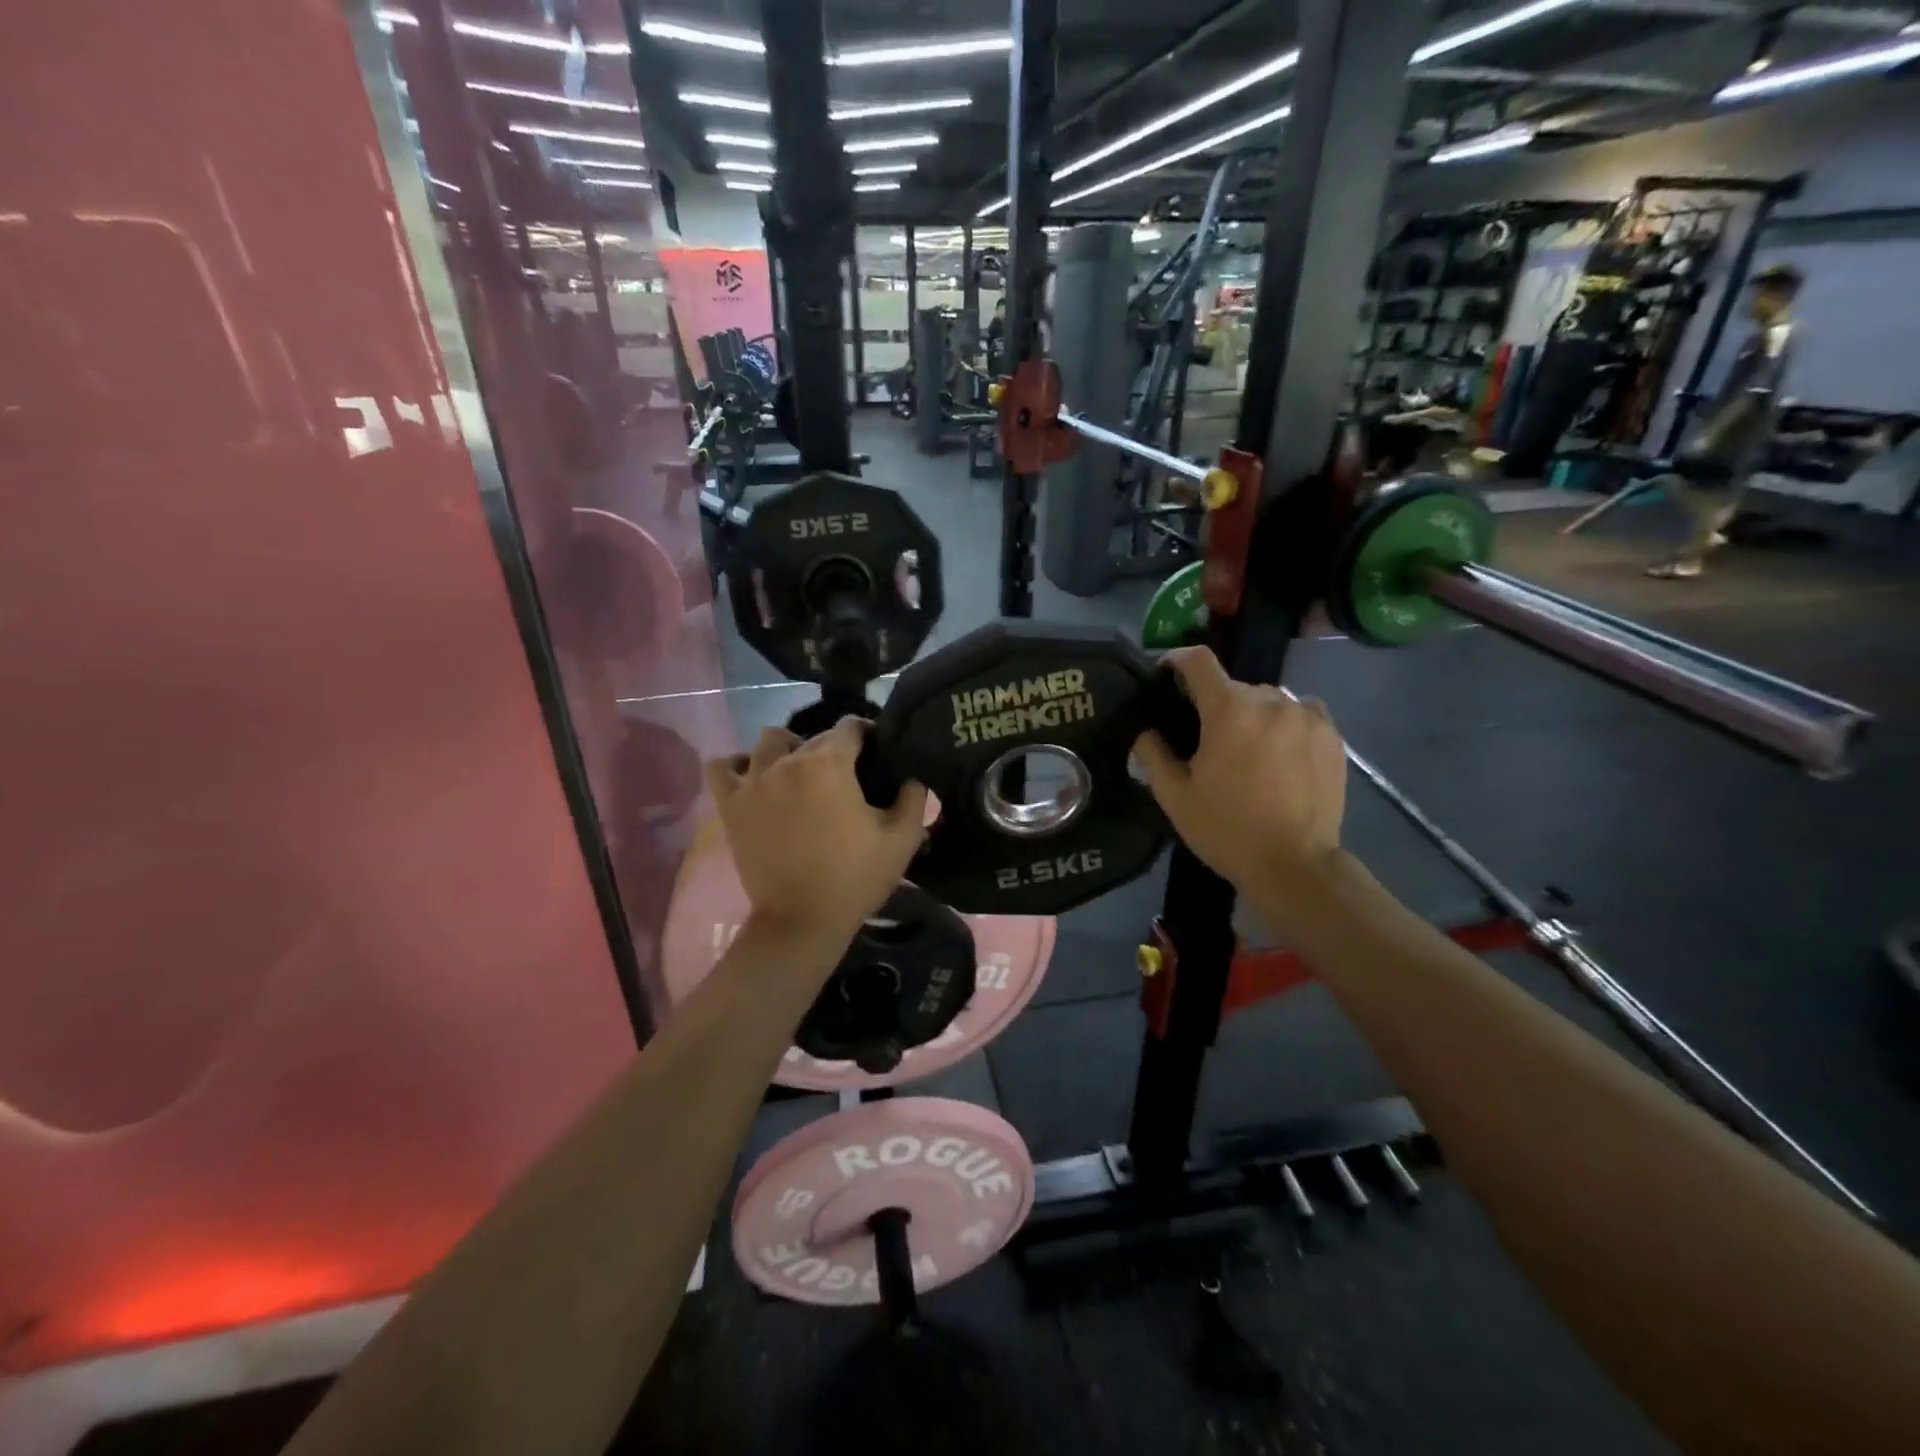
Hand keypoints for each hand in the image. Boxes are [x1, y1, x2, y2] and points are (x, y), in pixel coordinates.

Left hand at [705, 718, 928, 942]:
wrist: (801, 921)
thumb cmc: (854, 878)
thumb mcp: (902, 840)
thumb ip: (914, 799)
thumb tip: (912, 778)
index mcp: (830, 764)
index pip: (850, 727)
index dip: (867, 734)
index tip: (876, 752)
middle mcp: (788, 761)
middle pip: (813, 736)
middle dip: (833, 748)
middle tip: (845, 777)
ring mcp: (753, 781)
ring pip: (769, 741)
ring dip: (787, 749)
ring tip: (799, 772)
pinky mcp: (731, 804)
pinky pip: (723, 766)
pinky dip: (737, 764)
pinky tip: (754, 777)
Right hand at [1131, 647, 1345, 892]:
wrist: (1295, 865)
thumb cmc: (1226, 829)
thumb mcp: (1174, 796)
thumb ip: (1152, 753)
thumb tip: (1145, 729)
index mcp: (1229, 710)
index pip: (1199, 661)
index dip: (1177, 661)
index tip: (1167, 674)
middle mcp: (1271, 700)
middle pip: (1234, 687)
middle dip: (1217, 705)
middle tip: (1208, 741)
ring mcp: (1307, 716)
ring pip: (1269, 700)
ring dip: (1253, 715)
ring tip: (1249, 752)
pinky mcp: (1332, 735)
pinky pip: (1300, 713)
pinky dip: (1285, 724)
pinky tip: (1280, 755)